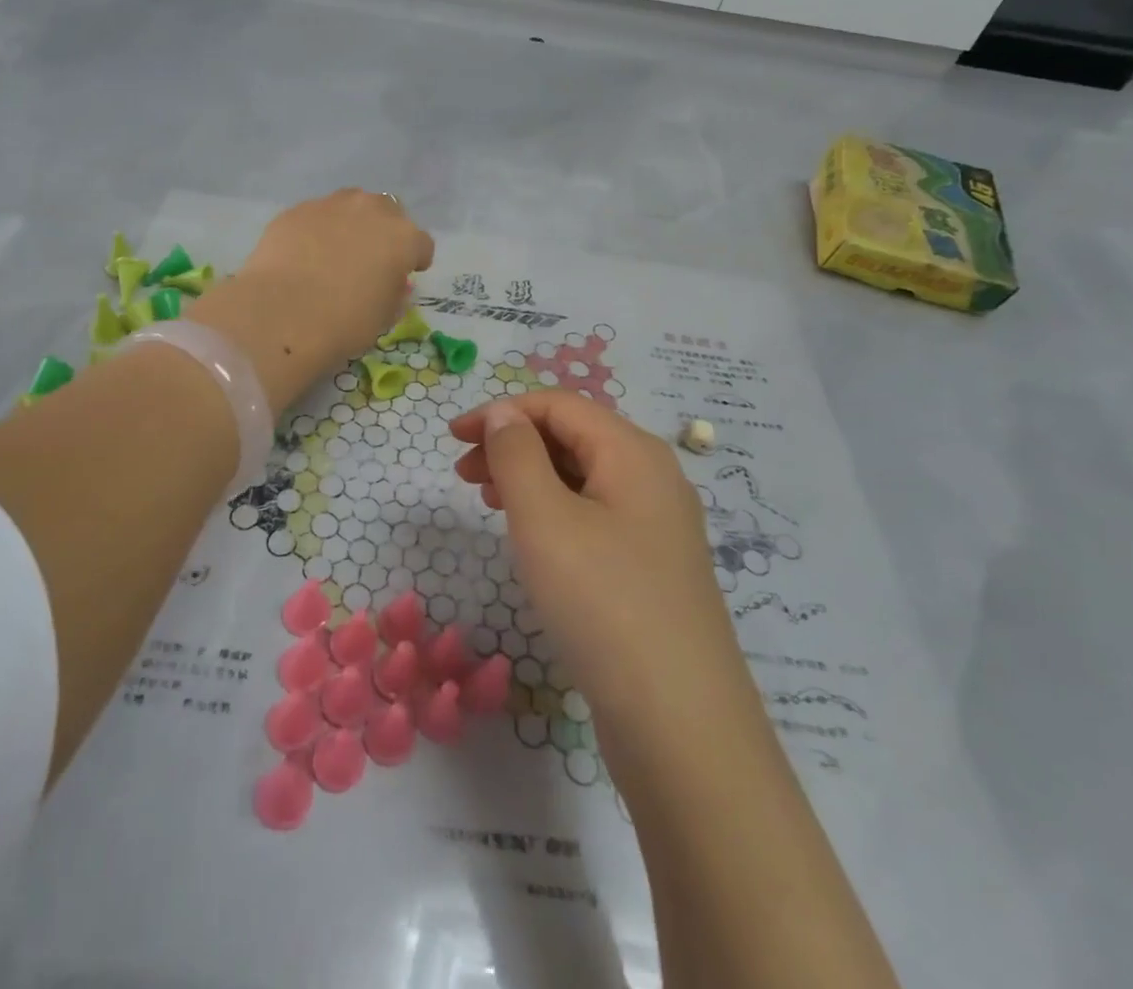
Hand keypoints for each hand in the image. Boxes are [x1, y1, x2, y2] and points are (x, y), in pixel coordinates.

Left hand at [190, 190, 433, 411]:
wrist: (282, 314)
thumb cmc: (344, 323)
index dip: (416, 260)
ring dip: (351, 223)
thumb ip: (393, 292)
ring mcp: (330, 206)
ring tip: (336, 250)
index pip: (421, 244)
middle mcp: (370, 211)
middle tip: (371, 257)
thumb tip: (389, 282)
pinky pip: (315, 216)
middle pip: (388, 211)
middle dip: (384, 230)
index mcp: (402, 238)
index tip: (407, 274)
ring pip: (350, 205)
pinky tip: (304, 254)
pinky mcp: (295, 211)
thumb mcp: (384, 317)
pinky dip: (316, 230)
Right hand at [449, 392, 739, 737]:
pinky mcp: (653, 568)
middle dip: (513, 444)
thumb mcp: (545, 519)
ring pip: (583, 478)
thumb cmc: (603, 603)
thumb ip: (517, 454)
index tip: (452, 438)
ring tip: (488, 501)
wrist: (681, 726)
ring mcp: (658, 526)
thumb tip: (506, 413)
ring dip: (530, 477)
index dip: (501, 412)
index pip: (558, 405)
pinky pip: (595, 516)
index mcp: (634, 452)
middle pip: (573, 437)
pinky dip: (554, 511)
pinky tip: (532, 539)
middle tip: (463, 474)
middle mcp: (653, 478)